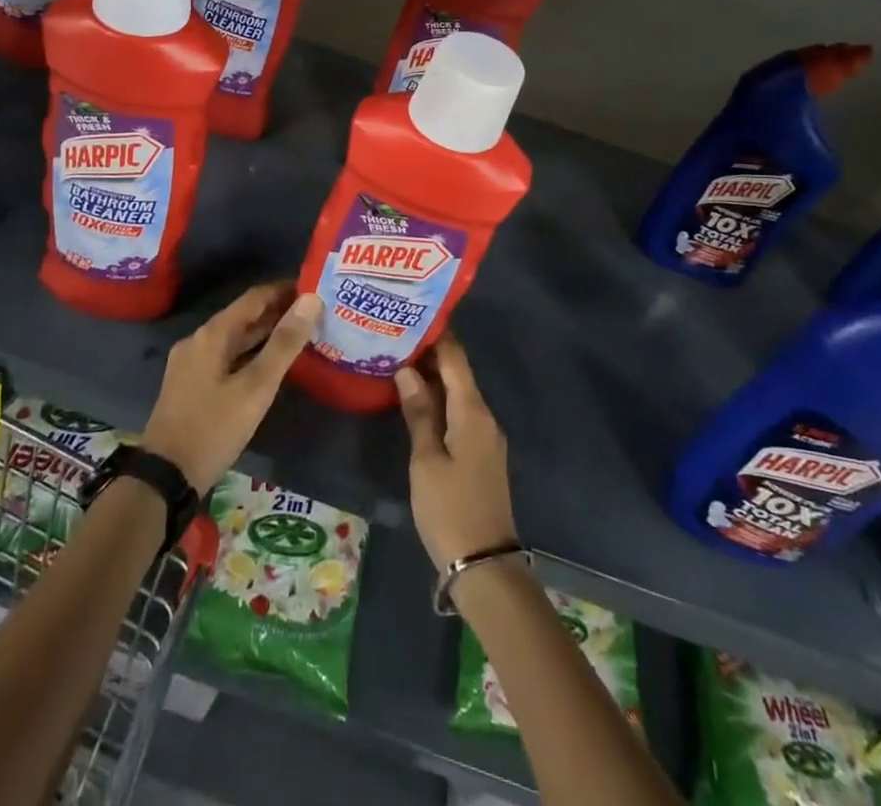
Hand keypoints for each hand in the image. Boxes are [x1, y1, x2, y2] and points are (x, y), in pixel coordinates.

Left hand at [142, 281, 319, 494]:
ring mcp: (191, 363)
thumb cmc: (214, 428)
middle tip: (315, 315)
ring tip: (300, 336)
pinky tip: (269, 366)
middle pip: (244, 316)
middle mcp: (199, 340)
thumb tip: (311, 300)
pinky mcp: (190, 384)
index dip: (285, 290)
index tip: (315, 289)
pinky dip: (250, 354)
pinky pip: (226, 357)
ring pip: (235, 339)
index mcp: (213, 334)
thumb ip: (284, 343)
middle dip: (278, 313)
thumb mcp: (256, 387)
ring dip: (265, 335)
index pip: (255, 297)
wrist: (165, 477)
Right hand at [396, 335, 516, 571]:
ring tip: (398, 362)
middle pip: (458, 373)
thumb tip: (407, 369)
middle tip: (395, 337)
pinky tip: (416, 401)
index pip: (456, 359)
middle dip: (430, 354)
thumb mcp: (426, 460)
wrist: (484, 565)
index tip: (411, 315)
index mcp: (473, 412)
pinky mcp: (480, 454)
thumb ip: (418, 412)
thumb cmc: (450, 508)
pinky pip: (460, 413)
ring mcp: (485, 437)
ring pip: (458, 393)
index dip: (436, 335)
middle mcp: (484, 416)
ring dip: (433, 378)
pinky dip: (439, 401)